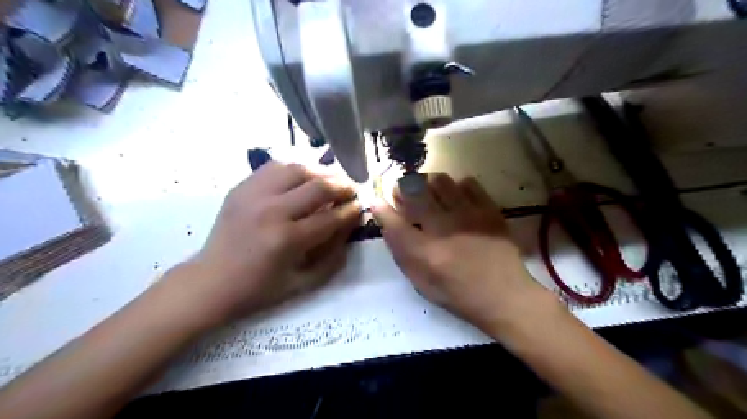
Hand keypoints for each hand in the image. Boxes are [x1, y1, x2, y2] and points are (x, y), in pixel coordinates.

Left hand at [164, 160, 361, 326]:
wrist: (211, 281)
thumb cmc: (259, 288)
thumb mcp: (304, 283)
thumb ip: (333, 257)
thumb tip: (349, 227)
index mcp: (288, 239)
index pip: (331, 217)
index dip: (351, 210)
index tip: (360, 207)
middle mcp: (272, 211)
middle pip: (318, 187)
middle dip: (342, 186)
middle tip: (352, 191)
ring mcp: (254, 195)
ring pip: (298, 170)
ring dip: (321, 173)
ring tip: (331, 180)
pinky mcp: (242, 188)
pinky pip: (275, 167)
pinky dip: (295, 169)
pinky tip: (303, 177)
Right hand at [371, 173, 556, 340]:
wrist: (505, 295)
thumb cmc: (459, 294)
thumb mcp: (422, 283)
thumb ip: (402, 254)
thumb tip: (388, 225)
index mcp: (425, 252)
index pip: (394, 222)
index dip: (381, 209)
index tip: (377, 202)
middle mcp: (444, 228)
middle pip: (415, 192)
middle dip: (402, 187)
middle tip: (401, 191)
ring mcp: (469, 215)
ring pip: (440, 181)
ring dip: (428, 183)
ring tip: (428, 192)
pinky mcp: (489, 209)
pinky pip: (468, 183)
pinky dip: (456, 186)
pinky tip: (456, 197)